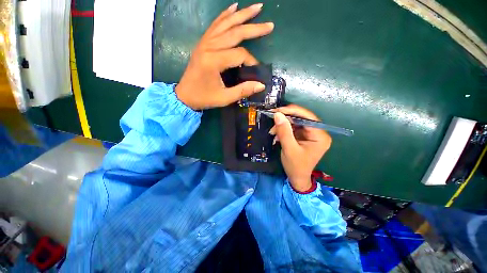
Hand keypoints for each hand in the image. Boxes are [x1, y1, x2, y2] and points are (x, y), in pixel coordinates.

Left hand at [175, 3, 273, 109]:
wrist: (184, 95)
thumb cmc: (204, 98)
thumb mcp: (224, 98)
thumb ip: (243, 91)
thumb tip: (261, 85)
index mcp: (213, 61)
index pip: (239, 54)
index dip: (251, 61)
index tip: (257, 70)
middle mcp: (208, 47)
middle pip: (235, 32)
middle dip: (254, 28)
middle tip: (270, 25)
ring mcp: (204, 42)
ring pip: (225, 24)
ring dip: (242, 15)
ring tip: (257, 7)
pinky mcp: (202, 43)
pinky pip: (215, 25)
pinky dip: (225, 15)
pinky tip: (233, 7)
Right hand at [269, 105, 331, 191]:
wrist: (297, 178)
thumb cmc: (295, 166)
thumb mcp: (289, 149)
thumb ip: (284, 131)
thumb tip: (278, 114)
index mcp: (320, 136)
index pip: (307, 117)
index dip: (292, 111)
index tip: (277, 110)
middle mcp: (318, 132)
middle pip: (301, 118)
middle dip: (285, 119)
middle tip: (272, 118)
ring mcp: (311, 134)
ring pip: (296, 122)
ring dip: (283, 125)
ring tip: (273, 131)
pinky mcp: (304, 136)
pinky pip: (293, 128)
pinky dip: (284, 129)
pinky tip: (276, 134)